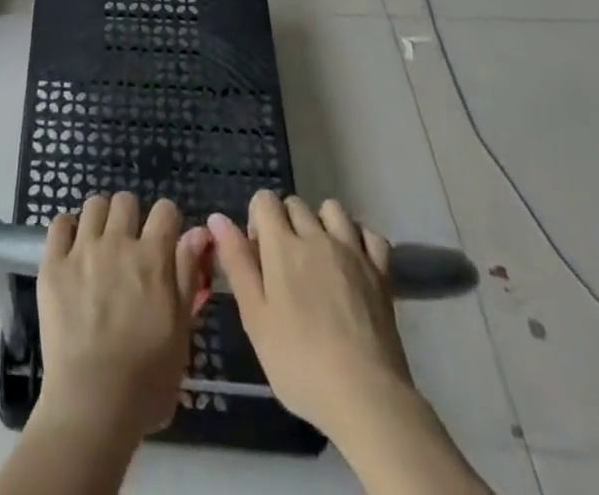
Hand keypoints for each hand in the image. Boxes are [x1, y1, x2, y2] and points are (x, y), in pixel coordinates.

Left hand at [34, 192, 213, 441]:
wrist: (92, 404)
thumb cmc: (146, 380)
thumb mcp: (181, 332)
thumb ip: (187, 277)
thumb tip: (198, 232)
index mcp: (153, 258)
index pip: (166, 210)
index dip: (167, 222)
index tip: (164, 241)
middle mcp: (118, 243)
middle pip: (126, 201)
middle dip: (131, 217)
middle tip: (128, 246)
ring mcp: (82, 250)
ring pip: (93, 205)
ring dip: (100, 219)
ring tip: (99, 245)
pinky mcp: (53, 264)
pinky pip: (59, 223)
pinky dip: (67, 230)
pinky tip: (71, 250)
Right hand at [208, 192, 413, 435]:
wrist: (366, 398)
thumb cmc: (300, 362)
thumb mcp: (255, 317)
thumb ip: (236, 263)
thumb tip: (217, 218)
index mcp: (282, 245)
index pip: (265, 200)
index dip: (257, 220)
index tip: (259, 256)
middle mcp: (317, 236)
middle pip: (296, 203)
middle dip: (286, 223)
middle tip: (286, 265)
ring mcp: (353, 252)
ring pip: (333, 210)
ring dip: (322, 224)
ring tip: (319, 259)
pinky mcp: (381, 272)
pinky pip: (370, 234)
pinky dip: (359, 240)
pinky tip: (353, 263)